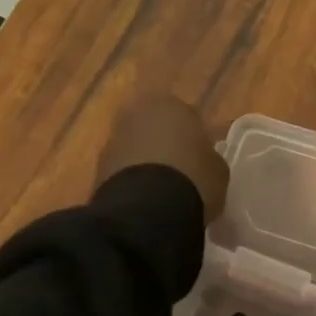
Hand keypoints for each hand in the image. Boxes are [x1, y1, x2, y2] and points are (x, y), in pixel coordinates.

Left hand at [98, 93, 228, 225]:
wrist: (148, 209)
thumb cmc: (193, 179)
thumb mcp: (218, 169)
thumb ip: (209, 157)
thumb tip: (204, 159)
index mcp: (172, 105)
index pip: (187, 117)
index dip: (195, 140)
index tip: (201, 160)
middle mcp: (138, 113)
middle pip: (156, 128)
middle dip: (165, 145)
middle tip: (180, 171)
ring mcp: (114, 138)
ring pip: (136, 147)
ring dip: (146, 162)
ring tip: (161, 190)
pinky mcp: (98, 165)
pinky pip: (123, 168)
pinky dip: (132, 179)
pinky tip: (145, 199)